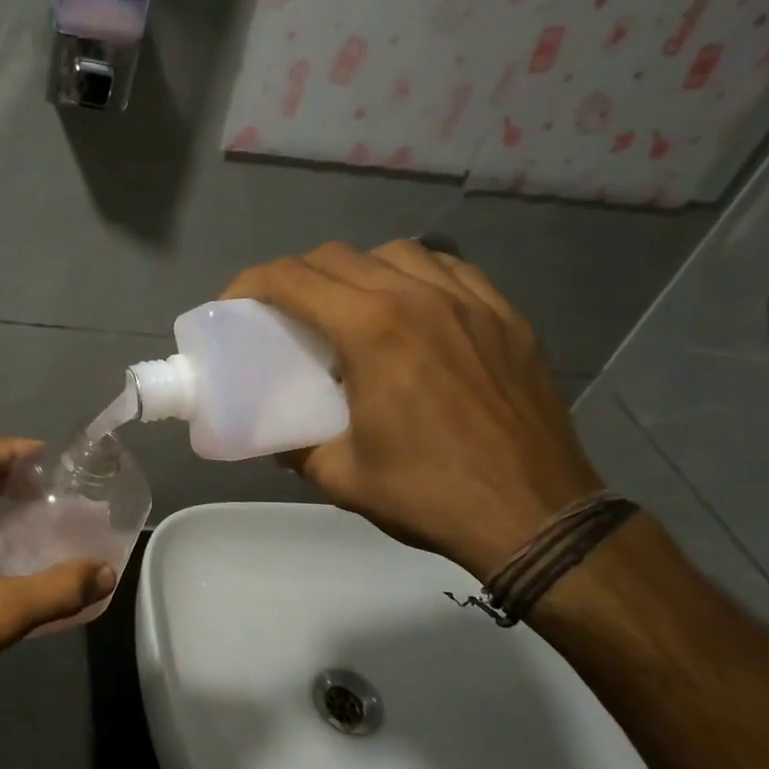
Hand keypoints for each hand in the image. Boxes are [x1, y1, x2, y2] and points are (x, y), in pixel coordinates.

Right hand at [224, 240, 603, 578]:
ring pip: (396, 251)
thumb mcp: (342, 476)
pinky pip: (450, 268)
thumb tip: (274, 436)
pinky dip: (416, 274)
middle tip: (283, 312)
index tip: (233, 304)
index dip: (250, 283)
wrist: (535, 517)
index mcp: (371, 330)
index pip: (292, 280)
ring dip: (356, 269)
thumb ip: (295, 447)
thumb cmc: (429, 495)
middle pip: (337, 257)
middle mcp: (418, 296)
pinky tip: (412, 305)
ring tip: (349, 306)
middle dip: (296, 276)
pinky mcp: (505, 315)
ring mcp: (469, 300)